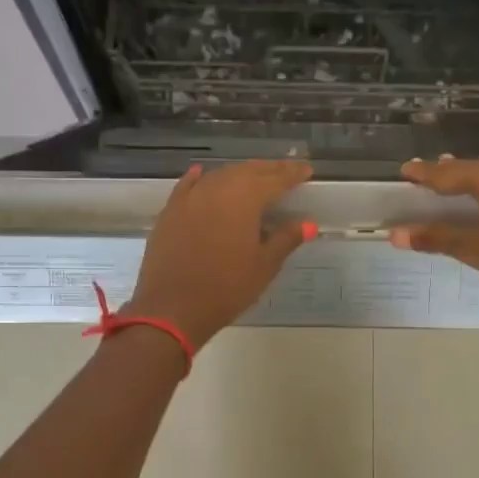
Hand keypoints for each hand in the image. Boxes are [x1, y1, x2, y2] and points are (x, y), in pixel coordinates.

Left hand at [125, 160, 314, 344]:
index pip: (275, 178)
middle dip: (268, 169)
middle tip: (285, 171)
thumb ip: (286, 239)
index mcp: (245, 198)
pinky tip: (202, 173)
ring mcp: (190, 198)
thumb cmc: (227, 288)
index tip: (307, 170)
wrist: (173, 308)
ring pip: (219, 175)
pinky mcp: (170, 211)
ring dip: (239, 173)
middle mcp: (217, 188)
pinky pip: (188, 186)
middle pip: (247, 171)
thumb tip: (308, 223)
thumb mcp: (264, 265)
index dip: (293, 173)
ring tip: (254, 177)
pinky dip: (200, 179)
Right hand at [390, 155, 478, 307]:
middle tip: (425, 173)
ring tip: (452, 178)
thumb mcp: (475, 248)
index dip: (424, 173)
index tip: (405, 170)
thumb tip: (394, 234)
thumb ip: (436, 238)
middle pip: (471, 169)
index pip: (448, 173)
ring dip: (470, 178)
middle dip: (447, 172)